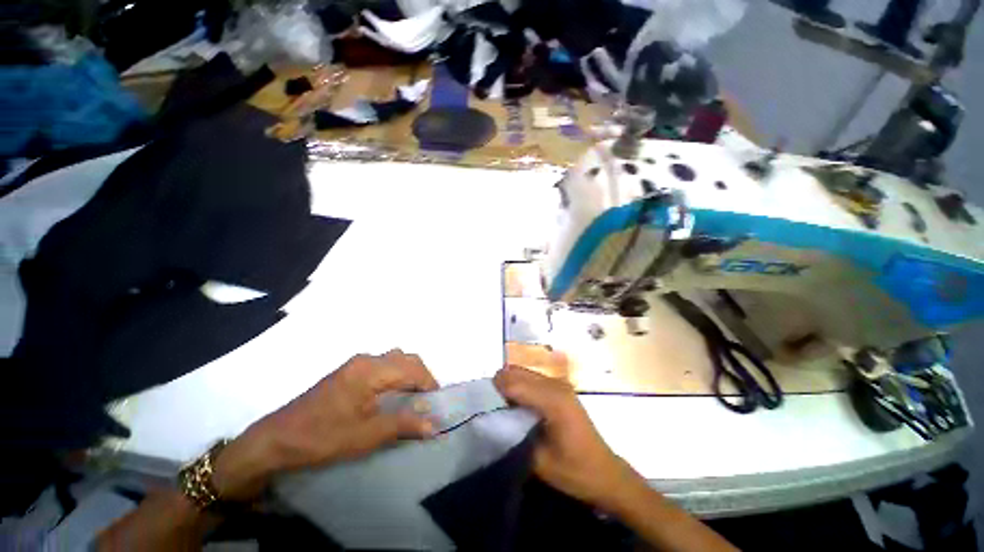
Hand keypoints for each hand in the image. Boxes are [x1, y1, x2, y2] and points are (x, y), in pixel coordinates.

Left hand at [212, 350, 437, 500]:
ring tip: (414, 397)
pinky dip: (396, 375)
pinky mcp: (349, 372)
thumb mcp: (366, 435)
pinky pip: (382, 365)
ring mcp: (356, 364)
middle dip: (422, 377)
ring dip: (409, 374)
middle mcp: (366, 359)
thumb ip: (403, 425)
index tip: (438, 404)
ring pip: (395, 360)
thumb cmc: (322, 437)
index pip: (412, 369)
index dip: (429, 384)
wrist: (275, 440)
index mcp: (371, 369)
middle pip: (406, 359)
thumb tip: (434, 425)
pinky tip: (393, 394)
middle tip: (428, 401)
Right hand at [493, 365, 639, 509]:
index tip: (481, 404)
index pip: (515, 384)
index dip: (495, 390)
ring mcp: (560, 384)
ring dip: (510, 384)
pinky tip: (519, 406)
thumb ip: (514, 437)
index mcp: (553, 401)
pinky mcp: (561, 388)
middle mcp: (556, 385)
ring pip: (524, 372)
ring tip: (503, 407)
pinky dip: (521, 386)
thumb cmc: (575, 472)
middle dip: (501, 385)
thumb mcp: (539, 462)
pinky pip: (533, 378)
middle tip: (490, 407)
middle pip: (518, 372)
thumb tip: (492, 420)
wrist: (606, 473)